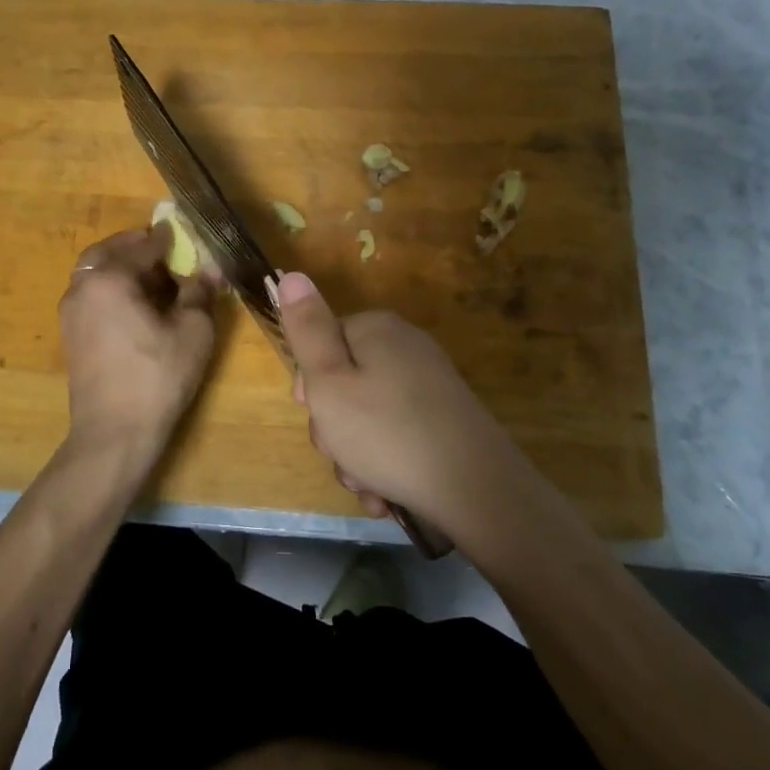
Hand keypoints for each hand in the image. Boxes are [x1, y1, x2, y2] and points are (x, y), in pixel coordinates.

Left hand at [58, 225, 219, 471]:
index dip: (168, 239)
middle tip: (166, 252)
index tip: (185, 233)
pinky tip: (137, 307)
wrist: (114, 433)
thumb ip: (200, 292)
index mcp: (110, 278)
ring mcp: (71, 311)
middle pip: (110, 252)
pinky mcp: (71, 334)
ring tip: (154, 280)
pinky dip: (112, 289)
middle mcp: (83, 286)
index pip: (144, 245)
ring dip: (123, 268)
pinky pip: (92, 295)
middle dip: (138, 248)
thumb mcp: (193, 331)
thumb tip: (210, 268)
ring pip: (97, 273)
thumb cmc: (158, 376)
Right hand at [274, 271, 534, 536]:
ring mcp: (428, 384)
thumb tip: (292, 275)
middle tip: (341, 454)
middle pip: (345, 383)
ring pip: (367, 417)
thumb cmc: (386, 433)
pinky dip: (385, 463)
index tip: (314, 414)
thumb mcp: (329, 382)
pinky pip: (396, 435)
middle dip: (334, 427)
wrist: (476, 488)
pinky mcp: (444, 418)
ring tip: (367, 484)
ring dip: (356, 455)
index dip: (310, 385)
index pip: (322, 344)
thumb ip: (306, 330)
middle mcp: (405, 347)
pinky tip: (386, 494)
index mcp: (376, 329)